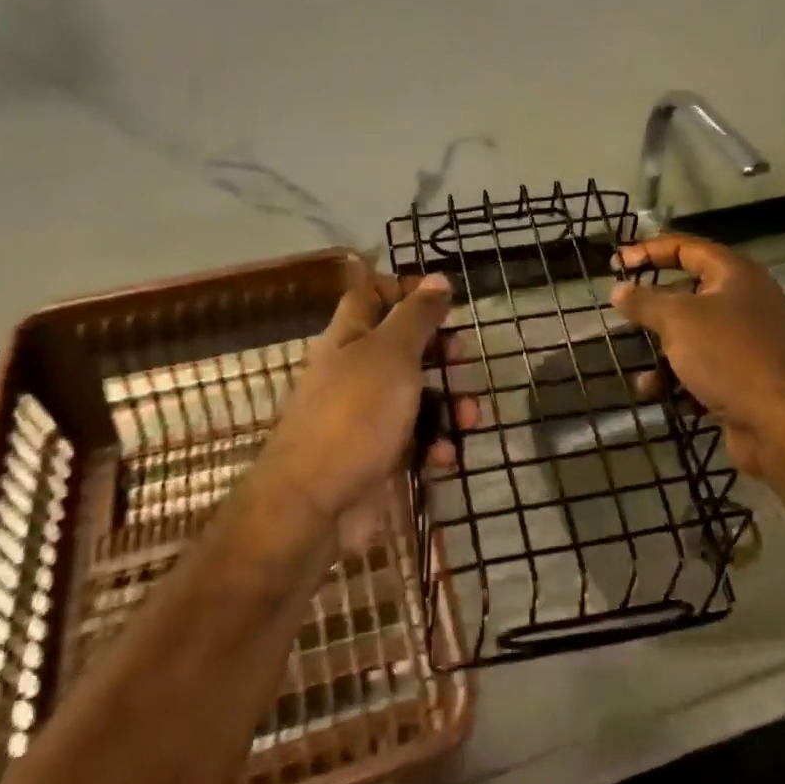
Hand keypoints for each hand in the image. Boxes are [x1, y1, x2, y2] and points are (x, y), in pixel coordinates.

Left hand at [260, 260, 473, 553]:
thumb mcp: (392, 354)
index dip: (405, 289)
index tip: (442, 298)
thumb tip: (436, 279)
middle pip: (402, 346)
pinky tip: (444, 456)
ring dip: (449, 403)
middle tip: (462, 357)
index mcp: (350, 337)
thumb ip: (417, 316)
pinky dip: (434, 444)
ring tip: (470, 417)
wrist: (314, 504)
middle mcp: (355, 371)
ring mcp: (366, 416)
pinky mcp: (378, 456)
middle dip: (440, 351)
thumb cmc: (354, 414)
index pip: (372, 295)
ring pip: (416, 396)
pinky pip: (414, 440)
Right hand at [611, 235, 784, 482]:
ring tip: (644, 379)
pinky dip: (680, 382)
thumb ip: (644, 302)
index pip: (686, 248)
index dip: (649, 250)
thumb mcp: (678, 320)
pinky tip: (662, 398)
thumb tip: (619, 290)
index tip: (616, 264)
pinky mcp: (745, 379)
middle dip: (653, 311)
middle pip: (688, 295)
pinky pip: (703, 371)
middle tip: (623, 317)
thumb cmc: (729, 355)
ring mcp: (747, 343)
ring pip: (692, 339)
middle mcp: (745, 302)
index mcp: (735, 275)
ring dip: (662, 358)